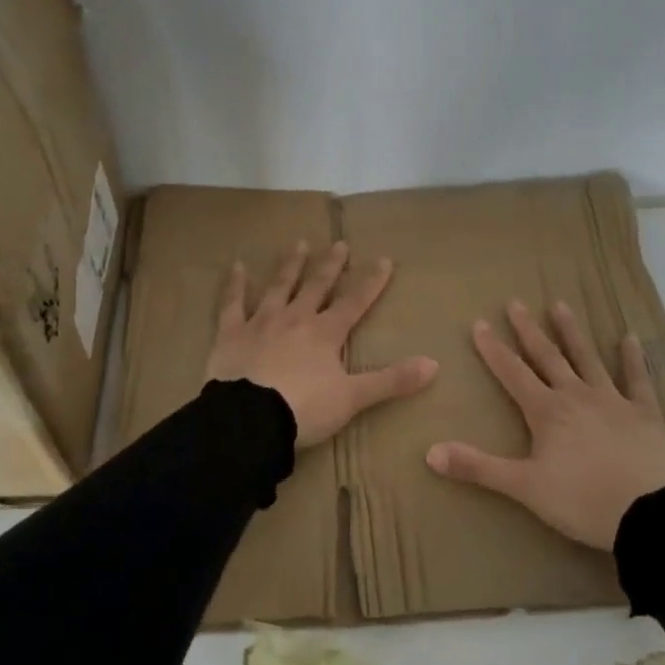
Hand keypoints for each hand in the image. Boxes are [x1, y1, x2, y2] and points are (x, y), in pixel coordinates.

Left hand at [205, 240, 437, 448]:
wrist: (248, 420)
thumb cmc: (304, 409)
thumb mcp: (353, 398)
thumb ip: (391, 380)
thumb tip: (434, 365)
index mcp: (326, 333)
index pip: (355, 302)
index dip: (371, 282)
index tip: (384, 260)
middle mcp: (295, 319)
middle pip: (316, 286)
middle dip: (330, 266)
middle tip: (339, 244)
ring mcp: (261, 323)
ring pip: (279, 287)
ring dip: (291, 266)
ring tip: (299, 244)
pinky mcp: (231, 334)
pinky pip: (233, 304)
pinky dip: (235, 285)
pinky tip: (237, 266)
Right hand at [426, 300, 664, 550]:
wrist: (646, 514)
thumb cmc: (580, 500)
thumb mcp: (524, 487)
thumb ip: (478, 468)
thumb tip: (430, 452)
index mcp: (546, 412)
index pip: (513, 373)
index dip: (494, 349)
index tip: (479, 323)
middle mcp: (576, 395)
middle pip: (548, 357)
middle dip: (529, 330)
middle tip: (516, 303)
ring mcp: (613, 400)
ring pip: (588, 358)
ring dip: (572, 333)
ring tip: (560, 305)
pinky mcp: (644, 413)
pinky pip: (638, 379)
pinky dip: (634, 358)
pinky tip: (630, 337)